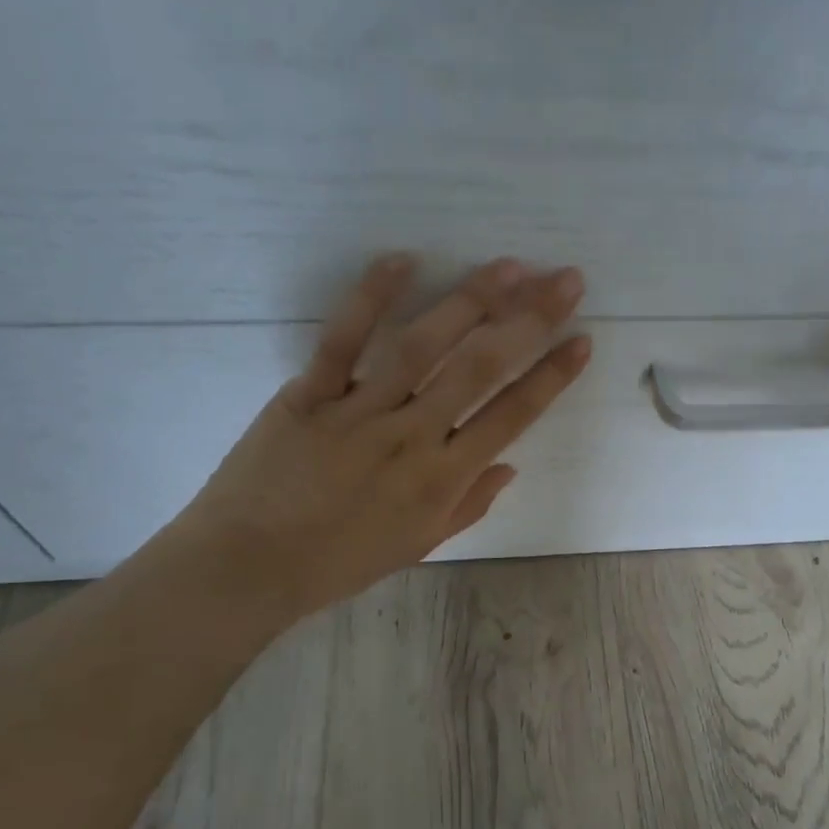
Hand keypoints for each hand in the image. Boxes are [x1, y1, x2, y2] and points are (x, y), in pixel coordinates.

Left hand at [166, 254, 588, 621]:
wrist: (246, 568)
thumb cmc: (338, 562)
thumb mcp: (417, 545)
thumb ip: (469, 505)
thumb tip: (510, 465)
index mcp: (443, 479)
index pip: (513, 416)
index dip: (553, 375)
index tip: (582, 339)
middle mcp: (412, 437)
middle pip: (481, 368)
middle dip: (530, 320)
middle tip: (564, 280)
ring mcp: (360, 412)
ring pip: (424, 346)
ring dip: (470, 301)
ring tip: (508, 266)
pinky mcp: (309, 395)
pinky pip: (342, 340)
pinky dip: (370, 297)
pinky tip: (403, 260)